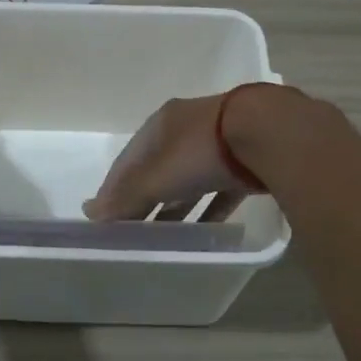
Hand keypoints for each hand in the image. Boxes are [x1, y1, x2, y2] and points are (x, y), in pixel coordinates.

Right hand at [84, 92, 258, 222]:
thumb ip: (128, 197)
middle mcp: (188, 130)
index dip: (114, 186)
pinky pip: (219, 191)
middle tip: (133, 228)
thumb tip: (91, 214)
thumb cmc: (202, 150)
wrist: (269, 134)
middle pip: (158, 169)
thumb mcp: (158, 176)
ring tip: (164, 236)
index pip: (129, 158)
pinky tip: (204, 231)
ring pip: (189, 180)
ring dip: (175, 206)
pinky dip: (208, 210)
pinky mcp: (245, 163)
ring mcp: (219, 145)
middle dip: (145, 198)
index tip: (104, 215)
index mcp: (162, 124)